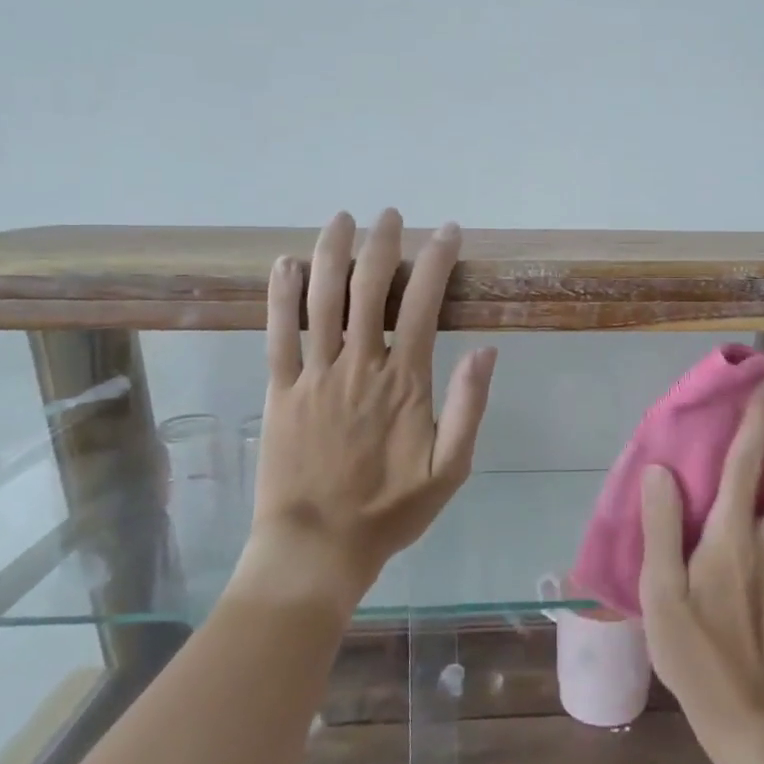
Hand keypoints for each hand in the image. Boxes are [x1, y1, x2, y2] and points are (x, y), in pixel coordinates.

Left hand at [233, 209, 497, 611]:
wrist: (318, 548)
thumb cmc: (390, 510)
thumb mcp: (451, 468)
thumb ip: (470, 407)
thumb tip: (487, 350)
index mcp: (405, 381)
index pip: (425, 304)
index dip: (438, 261)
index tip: (449, 232)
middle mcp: (359, 365)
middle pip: (369, 288)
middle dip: (382, 244)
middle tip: (389, 215)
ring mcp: (314, 375)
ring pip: (321, 300)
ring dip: (331, 253)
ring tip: (341, 219)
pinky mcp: (279, 390)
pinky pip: (276, 334)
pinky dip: (280, 296)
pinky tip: (284, 264)